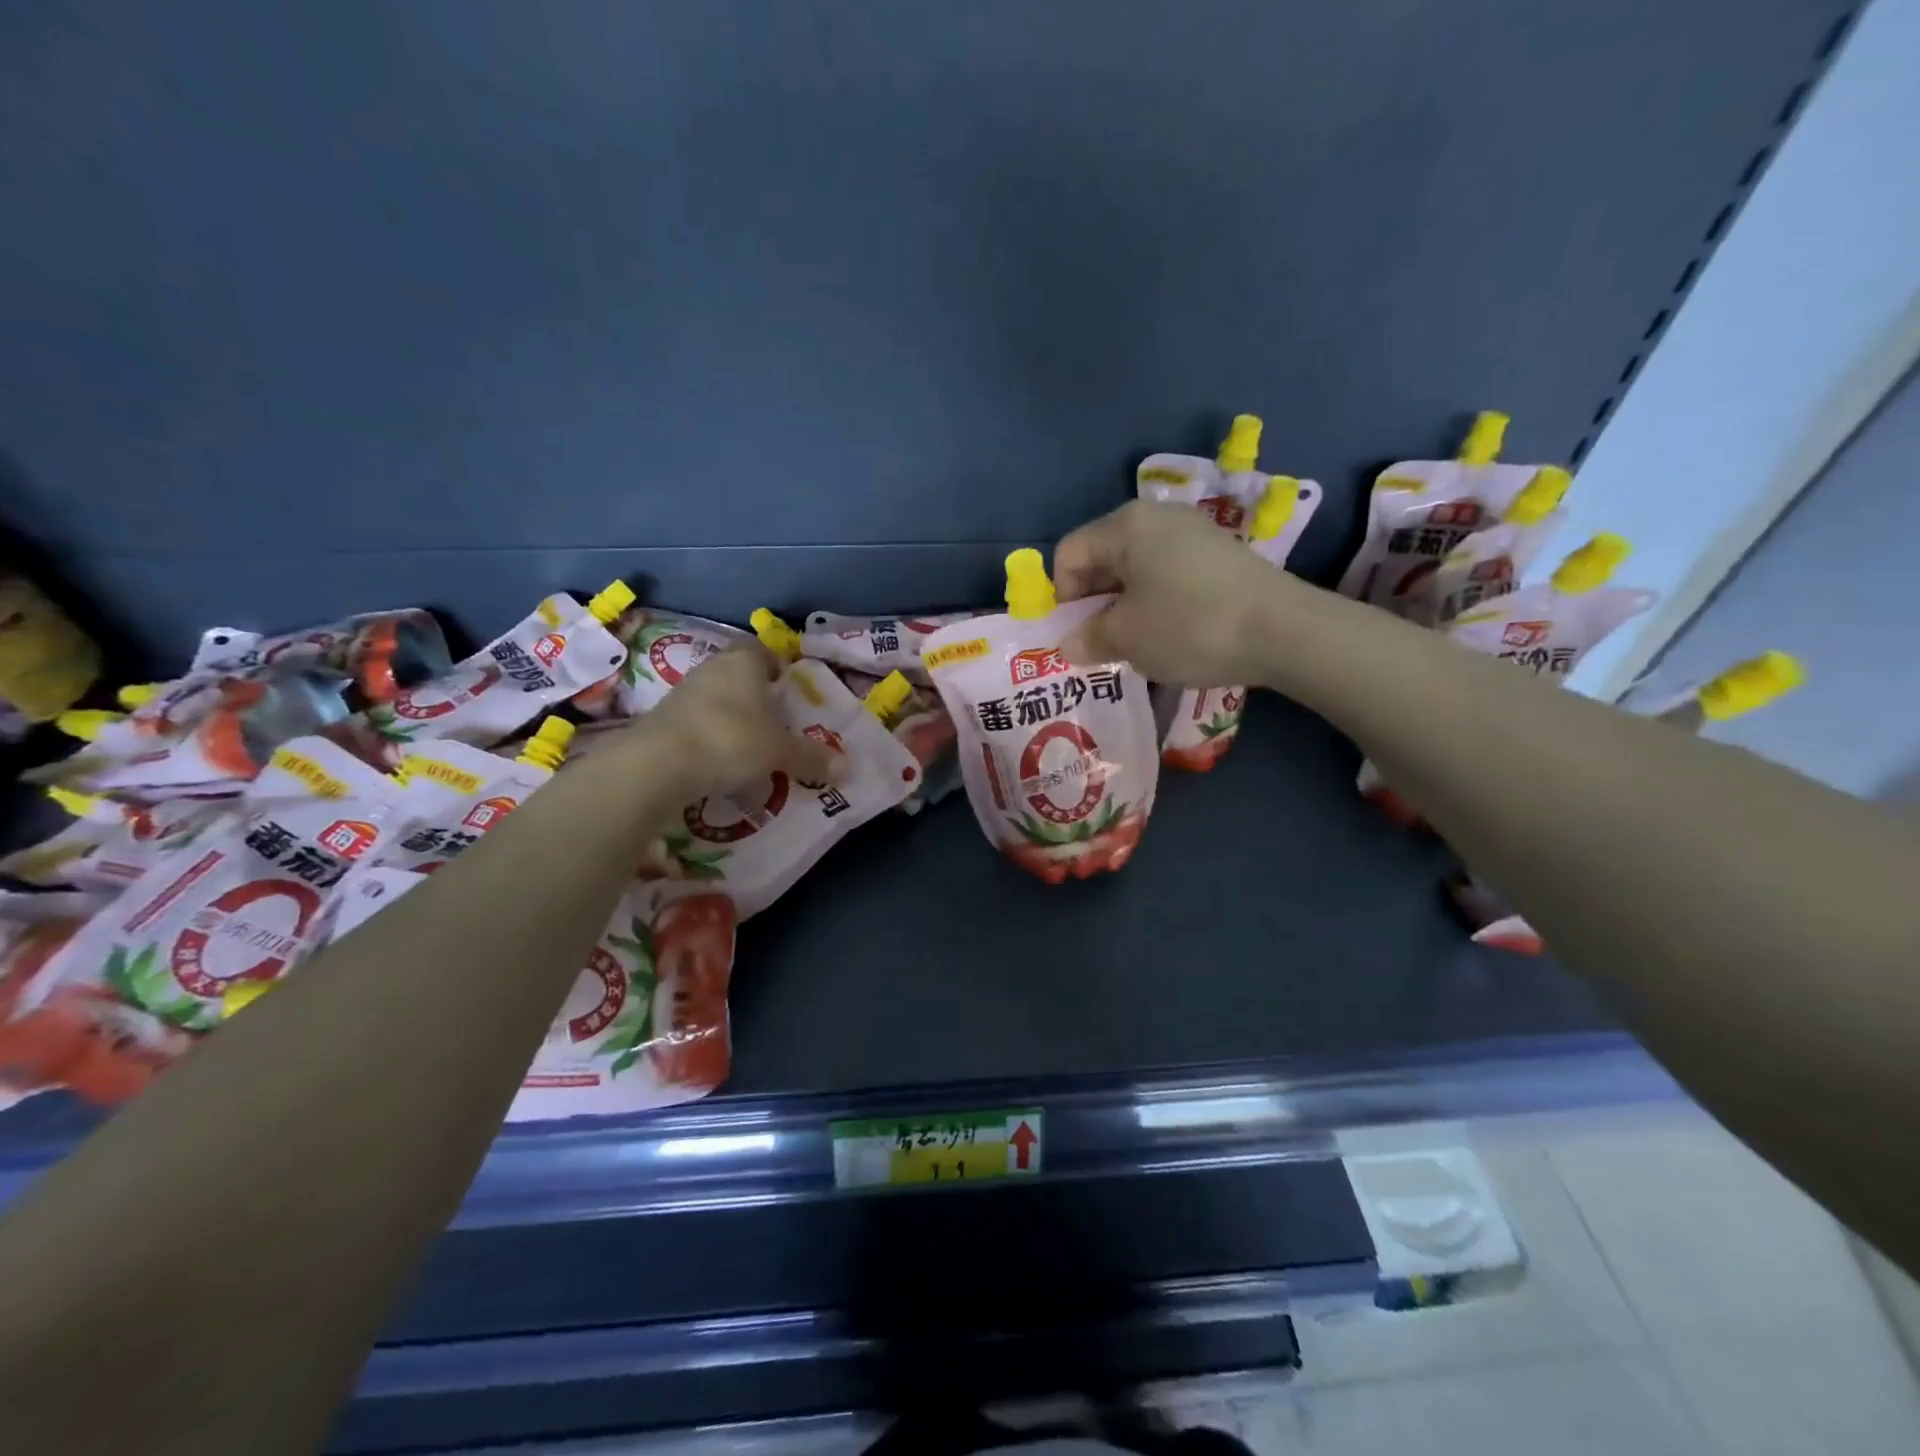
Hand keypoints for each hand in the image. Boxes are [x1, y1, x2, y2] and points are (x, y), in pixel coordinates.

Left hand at [613, 644, 838, 795]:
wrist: (657, 765)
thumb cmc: (730, 741)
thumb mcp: (779, 752)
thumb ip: (811, 757)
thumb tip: (847, 768)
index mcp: (744, 663)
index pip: (761, 649)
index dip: (775, 664)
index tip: (786, 685)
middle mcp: (712, 668)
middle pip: (738, 672)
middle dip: (756, 691)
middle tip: (775, 717)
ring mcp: (683, 692)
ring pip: (715, 695)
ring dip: (731, 712)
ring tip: (750, 740)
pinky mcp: (662, 718)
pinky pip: (697, 719)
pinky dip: (710, 732)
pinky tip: (720, 757)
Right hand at [1052, 501, 1308, 687]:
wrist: (1283, 631)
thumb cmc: (1189, 626)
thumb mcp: (1127, 638)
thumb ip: (1088, 638)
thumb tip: (1070, 644)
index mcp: (1126, 525)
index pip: (1070, 553)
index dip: (1062, 597)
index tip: (1075, 635)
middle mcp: (1158, 517)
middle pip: (1103, 556)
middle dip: (1093, 602)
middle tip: (1099, 643)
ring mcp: (1194, 532)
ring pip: (1137, 568)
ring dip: (1124, 605)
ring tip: (1134, 643)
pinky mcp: (1220, 554)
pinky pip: (1168, 574)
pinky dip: (1156, 601)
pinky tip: (1170, 633)